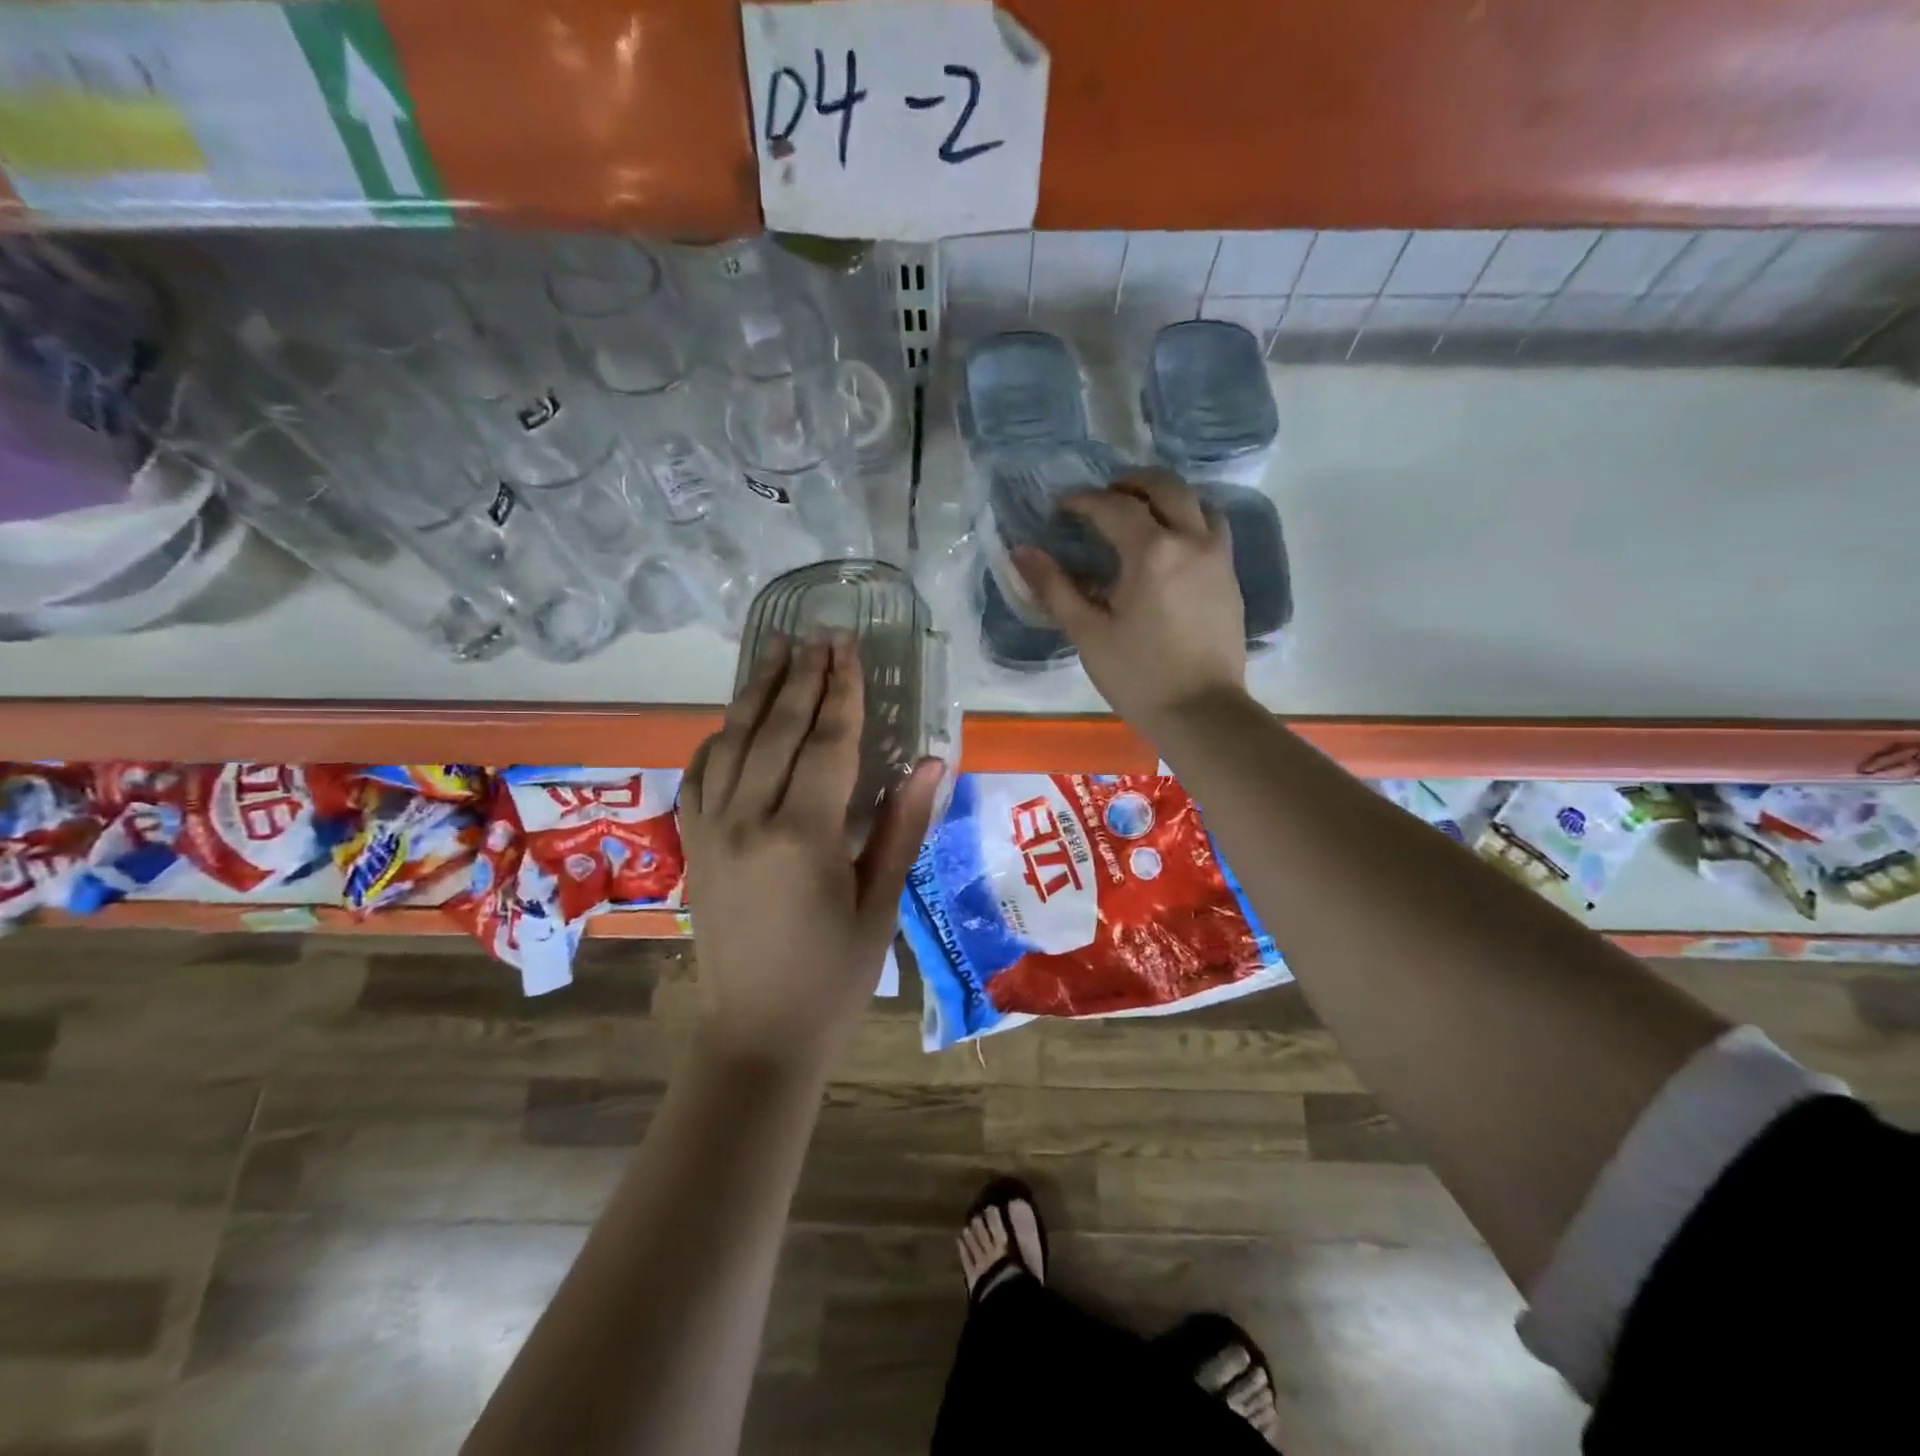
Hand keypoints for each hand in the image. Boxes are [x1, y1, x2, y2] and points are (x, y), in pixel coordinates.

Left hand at [680, 635, 944, 1069]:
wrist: (756, 1036)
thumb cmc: (833, 976)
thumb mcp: (880, 903)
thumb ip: (902, 826)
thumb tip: (932, 761)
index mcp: (803, 835)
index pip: (828, 742)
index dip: (842, 690)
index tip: (848, 647)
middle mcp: (748, 820)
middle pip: (778, 730)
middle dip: (801, 678)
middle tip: (817, 634)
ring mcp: (711, 831)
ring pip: (733, 742)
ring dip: (756, 694)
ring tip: (775, 652)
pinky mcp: (693, 846)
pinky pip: (699, 776)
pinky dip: (718, 740)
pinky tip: (733, 723)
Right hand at [1014, 469, 1248, 727]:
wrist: (1201, 712)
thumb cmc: (1138, 676)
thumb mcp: (1088, 633)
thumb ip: (1055, 587)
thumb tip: (1022, 552)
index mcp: (1152, 552)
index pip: (1113, 506)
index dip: (1083, 501)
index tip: (1062, 508)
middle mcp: (1191, 540)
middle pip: (1164, 486)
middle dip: (1130, 482)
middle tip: (1102, 498)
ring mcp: (1218, 557)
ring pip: (1196, 502)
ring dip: (1165, 498)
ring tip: (1139, 516)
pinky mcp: (1230, 577)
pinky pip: (1212, 528)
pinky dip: (1188, 520)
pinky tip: (1168, 547)